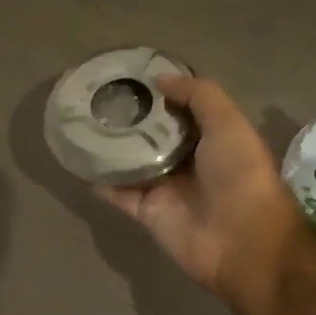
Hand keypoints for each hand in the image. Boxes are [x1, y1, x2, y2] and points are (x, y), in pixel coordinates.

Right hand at [97, 76, 305, 304]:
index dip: (159, 92)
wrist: (241, 240)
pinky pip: (117, 192)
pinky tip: (73, 159)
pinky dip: (97, 179)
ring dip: (108, 146)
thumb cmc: (240, 174)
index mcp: (212, 137)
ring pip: (130, 161)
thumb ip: (198, 95)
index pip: (181, 108)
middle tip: (95, 95)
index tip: (129, 74)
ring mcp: (165, 186)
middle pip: (152, 134)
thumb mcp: (228, 123)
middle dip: (129, 117)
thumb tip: (160, 79)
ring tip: (78, 121)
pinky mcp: (146, 211)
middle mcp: (188, 159)